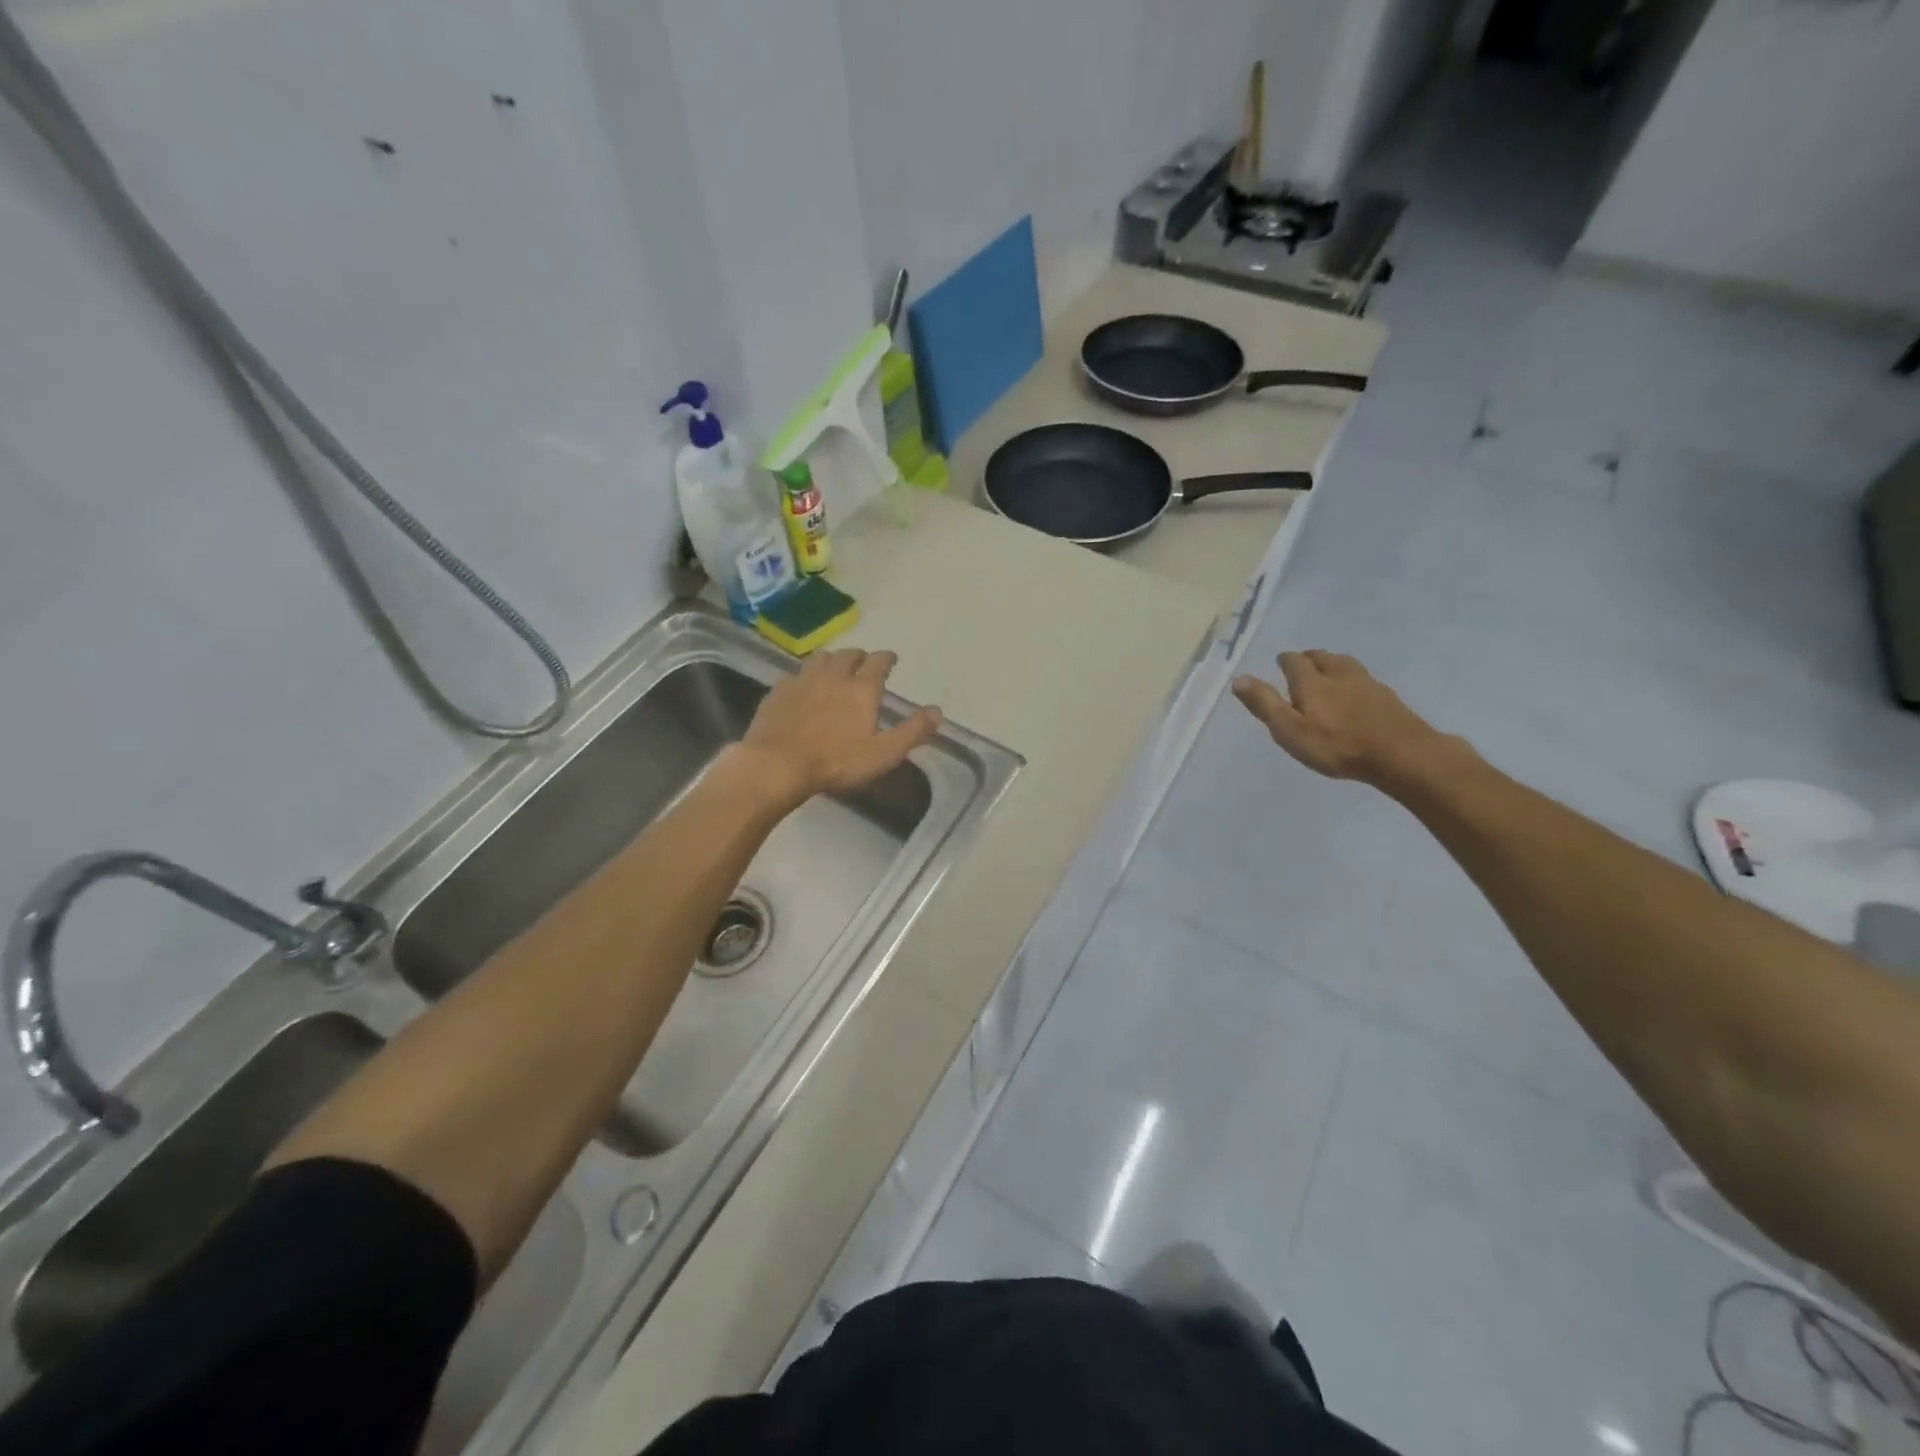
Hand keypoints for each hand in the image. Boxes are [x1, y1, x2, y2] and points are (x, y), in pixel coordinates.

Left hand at [734, 649, 941, 808]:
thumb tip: (937, 711)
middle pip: (848, 655)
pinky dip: (804, 676)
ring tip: (835, 667)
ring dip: (832, 660)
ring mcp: (802, 681)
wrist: (777, 764)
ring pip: (821, 659)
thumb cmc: (836, 762)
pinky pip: (795, 675)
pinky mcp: (778, 691)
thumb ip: (912, 731)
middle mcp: (833, 676)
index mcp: (861, 689)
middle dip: (859, 656)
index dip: (886, 658)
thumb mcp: (883, 753)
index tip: (891, 658)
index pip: (878, 663)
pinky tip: (802, 686)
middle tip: (863, 662)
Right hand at [1232, 650, 1456, 789]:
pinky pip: (1364, 679)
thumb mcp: (1290, 730)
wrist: (1401, 754)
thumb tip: (1238, 678)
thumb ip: (1265, 704)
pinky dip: (1353, 679)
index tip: (1281, 664)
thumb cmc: (1337, 746)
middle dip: (1309, 658)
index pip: (1294, 661)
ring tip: (1327, 672)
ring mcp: (1367, 683)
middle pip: (1322, 657)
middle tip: (1302, 665)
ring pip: (1345, 664)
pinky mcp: (1387, 697)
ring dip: (1332, 663)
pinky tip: (1356, 692)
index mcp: (1312, 682)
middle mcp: (1339, 674)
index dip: (1286, 661)